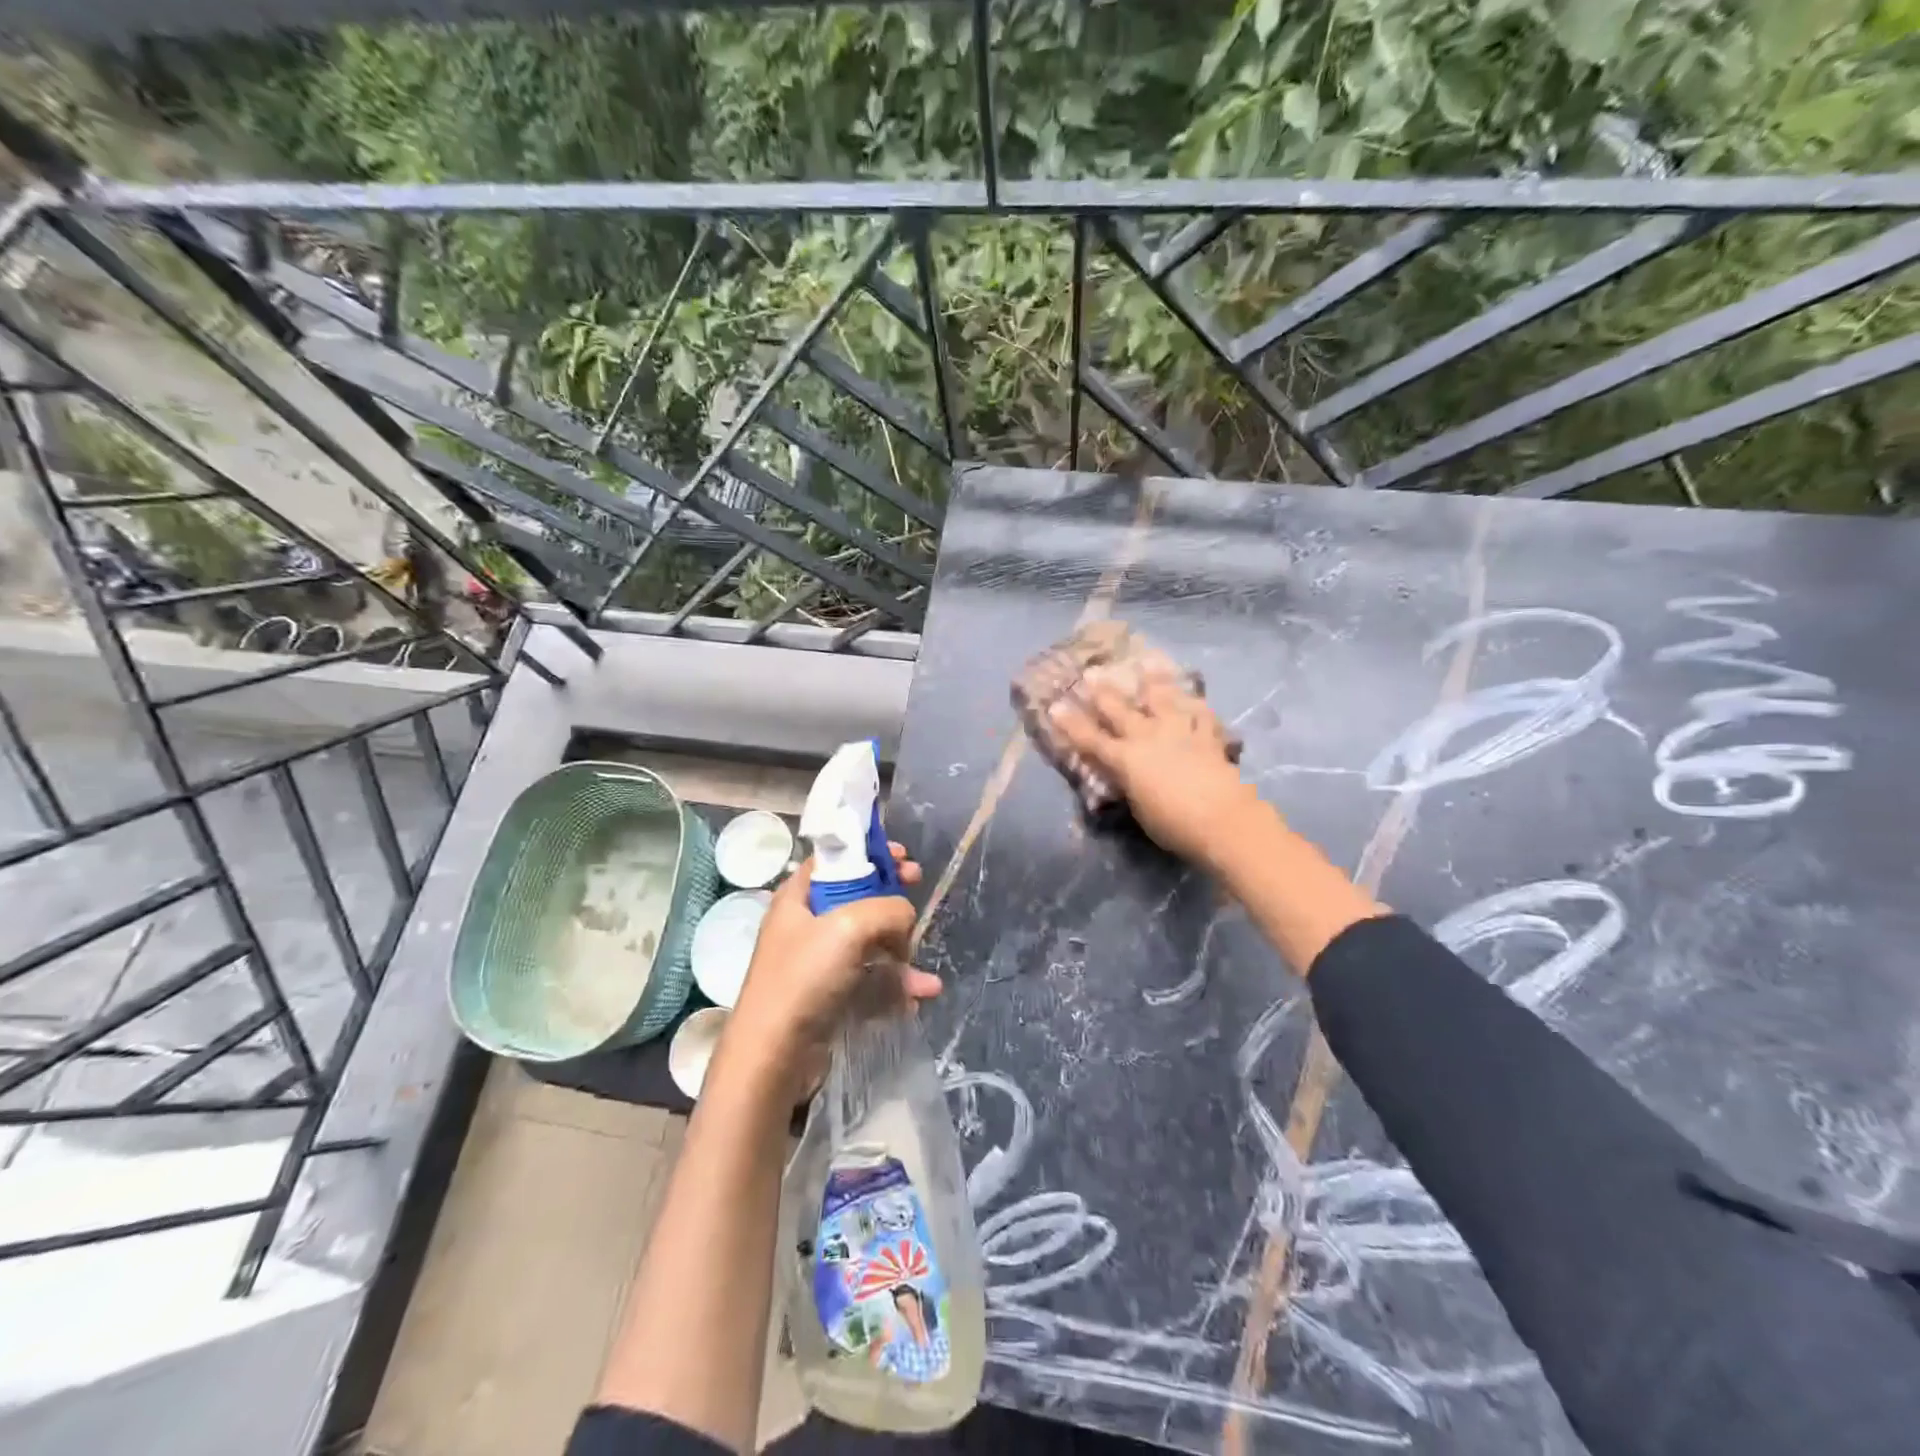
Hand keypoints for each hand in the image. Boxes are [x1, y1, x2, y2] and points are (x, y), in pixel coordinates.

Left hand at [724, 843, 940, 1087]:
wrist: (774, 1056)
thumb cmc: (804, 977)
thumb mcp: (850, 926)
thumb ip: (888, 909)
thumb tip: (905, 919)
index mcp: (798, 897)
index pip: (835, 860)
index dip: (869, 852)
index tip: (902, 856)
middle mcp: (806, 925)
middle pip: (858, 897)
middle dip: (892, 897)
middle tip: (918, 887)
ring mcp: (818, 963)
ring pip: (870, 943)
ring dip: (902, 952)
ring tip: (924, 975)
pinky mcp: (830, 997)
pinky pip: (870, 981)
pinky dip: (894, 986)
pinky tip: (918, 997)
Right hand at [1050, 676, 1263, 865]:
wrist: (1224, 821)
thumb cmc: (1174, 824)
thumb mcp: (1139, 809)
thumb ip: (1129, 787)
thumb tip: (1126, 777)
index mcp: (1126, 760)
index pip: (1091, 739)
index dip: (1071, 724)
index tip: (1056, 705)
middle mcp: (1149, 738)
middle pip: (1121, 711)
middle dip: (1104, 692)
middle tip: (1093, 672)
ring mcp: (1180, 733)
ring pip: (1164, 700)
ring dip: (1154, 682)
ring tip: (1148, 663)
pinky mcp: (1208, 737)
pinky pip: (1202, 715)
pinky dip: (1197, 706)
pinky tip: (1195, 698)